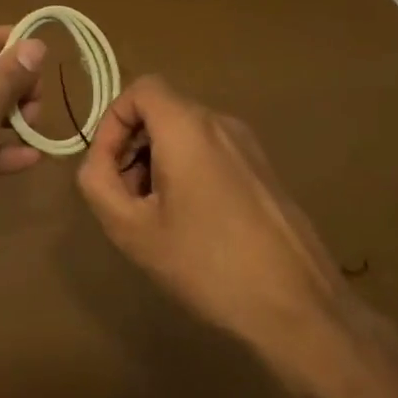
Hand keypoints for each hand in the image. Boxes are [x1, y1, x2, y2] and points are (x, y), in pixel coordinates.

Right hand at [76, 76, 365, 385]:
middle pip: (162, 112)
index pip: (141, 89)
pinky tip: (191, 226)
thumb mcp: (133, 229)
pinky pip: (212, 153)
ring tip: (155, 217)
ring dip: (157, 163)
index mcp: (189, 127)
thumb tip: (99, 162)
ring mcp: (250, 147)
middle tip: (125, 199)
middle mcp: (222, 124)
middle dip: (132, 147)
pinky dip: (187, 173)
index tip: (107, 167)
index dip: (113, 120)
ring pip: (186, 135)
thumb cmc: (207, 264)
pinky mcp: (265, 173)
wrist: (298, 308)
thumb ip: (98, 183)